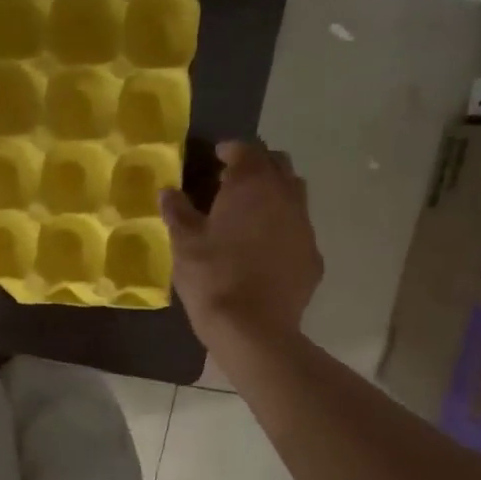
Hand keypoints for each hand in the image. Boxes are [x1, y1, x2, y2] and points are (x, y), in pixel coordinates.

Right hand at [162, 140, 321, 354]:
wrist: (253, 329)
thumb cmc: (212, 277)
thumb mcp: (183, 243)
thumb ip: (177, 211)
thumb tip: (168, 191)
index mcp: (252, 185)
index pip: (246, 150)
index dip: (229, 150)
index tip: (215, 158)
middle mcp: (286, 196)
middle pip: (278, 165)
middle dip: (257, 167)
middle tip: (233, 183)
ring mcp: (305, 227)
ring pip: (294, 196)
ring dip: (274, 196)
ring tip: (250, 215)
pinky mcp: (313, 257)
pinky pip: (298, 231)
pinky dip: (282, 230)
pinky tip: (264, 251)